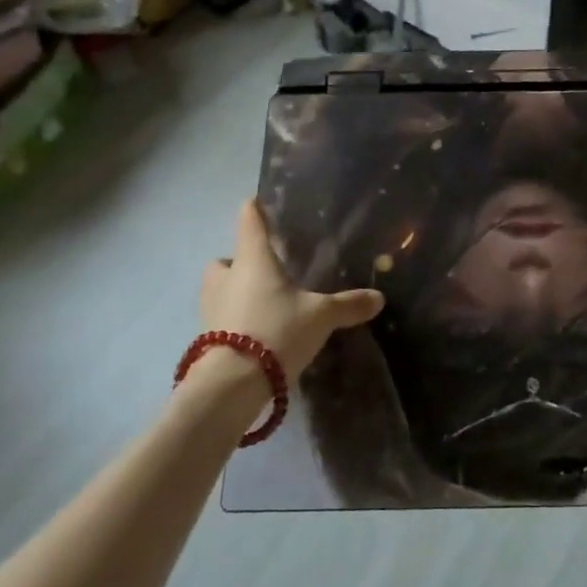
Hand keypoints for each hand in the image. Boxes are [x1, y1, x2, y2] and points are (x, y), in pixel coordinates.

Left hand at [199, 199, 383, 383]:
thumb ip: (348, 304)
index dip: (254, 210)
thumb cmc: (276, 331)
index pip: (249, 222)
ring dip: (233, 291)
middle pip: (225, 259)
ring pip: (218, 289)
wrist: (232, 384)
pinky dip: (234, 320)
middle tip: (265, 270)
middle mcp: (227, 278)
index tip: (256, 202)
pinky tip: (257, 332)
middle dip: (239, 261)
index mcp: (253, 260)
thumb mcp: (321, 316)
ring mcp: (212, 308)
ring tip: (262, 303)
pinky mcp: (206, 338)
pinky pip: (220, 318)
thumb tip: (379, 298)